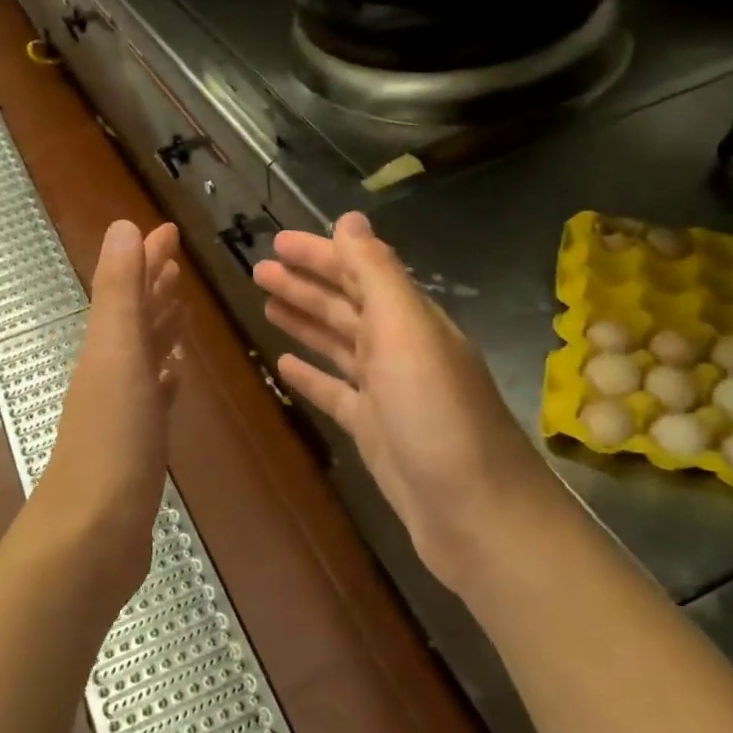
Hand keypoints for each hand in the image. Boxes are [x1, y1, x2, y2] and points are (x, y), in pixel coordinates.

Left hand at [34, 220, 183, 600]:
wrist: (92, 532)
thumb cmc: (112, 439)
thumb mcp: (117, 354)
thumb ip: (120, 292)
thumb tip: (123, 226)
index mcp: (106, 346)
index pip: (128, 288)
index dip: (146, 257)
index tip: (169, 230)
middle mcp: (110, 371)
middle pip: (134, 316)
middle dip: (153, 284)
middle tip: (178, 260)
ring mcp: (122, 409)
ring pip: (144, 354)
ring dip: (160, 327)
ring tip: (181, 307)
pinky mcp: (137, 443)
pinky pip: (153, 395)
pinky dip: (164, 377)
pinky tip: (174, 374)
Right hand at [253, 211, 548, 582]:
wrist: (475, 514)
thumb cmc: (436, 415)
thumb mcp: (406, 332)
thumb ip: (377, 274)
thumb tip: (350, 218)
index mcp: (409, 320)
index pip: (359, 271)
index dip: (320, 254)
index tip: (276, 241)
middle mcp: (399, 349)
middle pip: (344, 305)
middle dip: (304, 284)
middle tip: (257, 270)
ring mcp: (386, 391)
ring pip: (337, 344)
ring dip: (304, 321)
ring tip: (265, 304)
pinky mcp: (373, 430)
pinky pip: (335, 391)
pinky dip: (311, 374)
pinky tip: (283, 364)